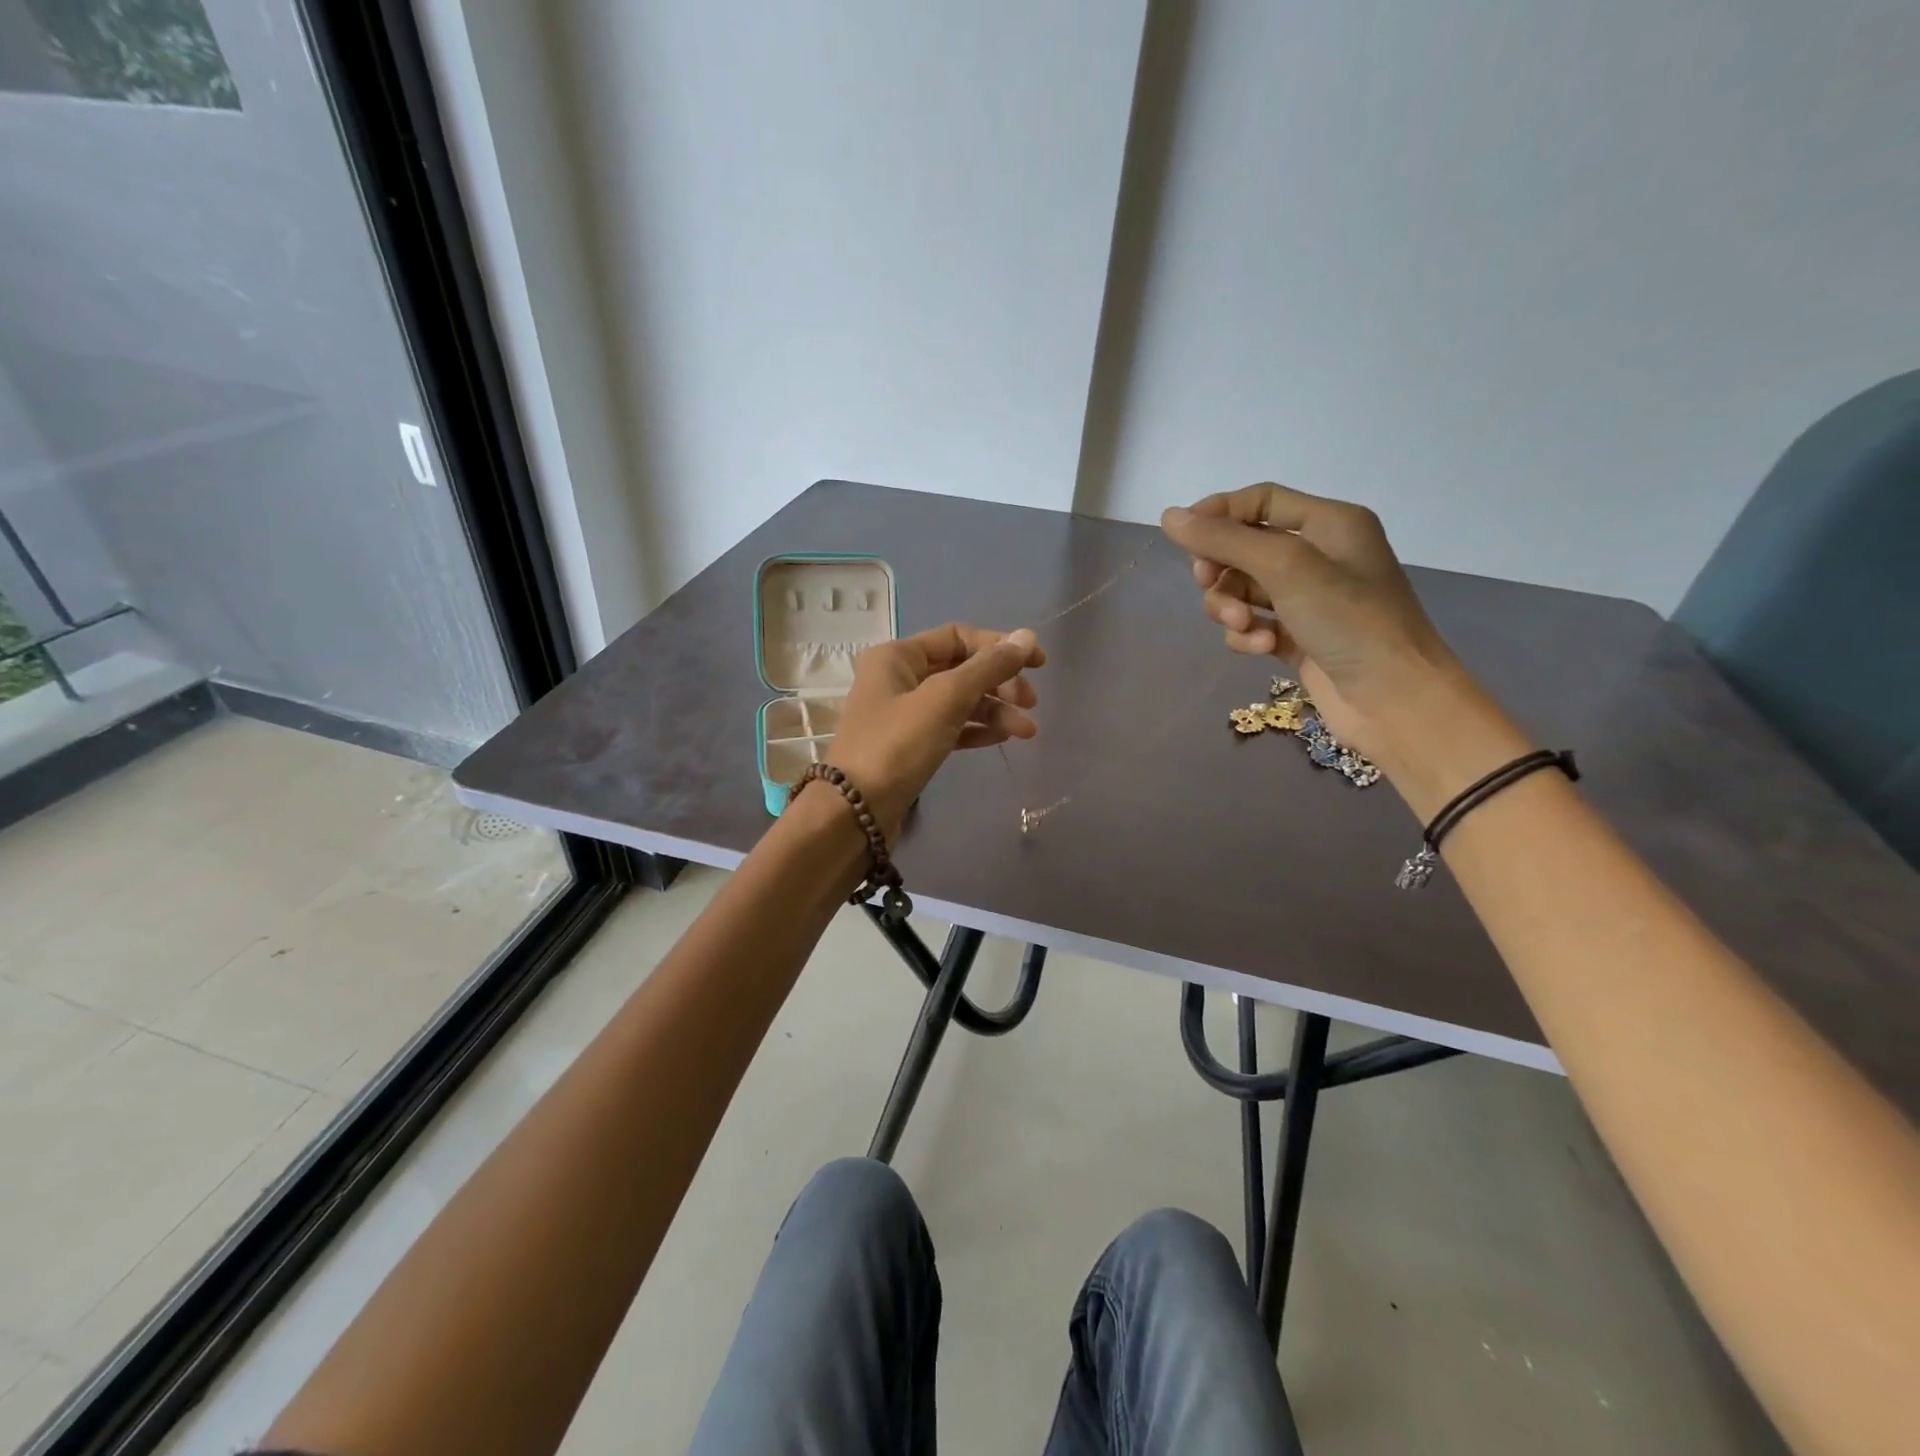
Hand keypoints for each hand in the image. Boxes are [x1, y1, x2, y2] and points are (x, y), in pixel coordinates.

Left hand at [824, 624, 1044, 837]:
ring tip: (1027, 732)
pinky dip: (977, 729)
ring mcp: (903, 714)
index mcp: (897, 656)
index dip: (999, 646)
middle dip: (1000, 682)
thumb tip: (1027, 636)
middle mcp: (898, 678)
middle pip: (961, 668)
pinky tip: (1003, 738)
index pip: (958, 636)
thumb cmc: (897, 746)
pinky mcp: (910, 746)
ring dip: (995, 710)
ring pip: (959, 701)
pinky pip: (951, 727)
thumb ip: (988, 667)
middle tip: (1031, 704)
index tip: (1038, 664)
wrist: (855, 813)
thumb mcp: (945, 700)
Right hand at [1160, 484, 1517, 799]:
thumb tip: (1168, 517)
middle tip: (1208, 585)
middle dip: (1221, 569)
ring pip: (1242, 590)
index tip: (1182, 537)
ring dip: (1231, 608)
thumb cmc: (1349, 621)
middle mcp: (1318, 556)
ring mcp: (1307, 601)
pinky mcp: (1296, 639)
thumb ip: (1225, 540)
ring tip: (1244, 627)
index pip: (1260, 501)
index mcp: (1329, 524)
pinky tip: (1262, 649)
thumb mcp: (1286, 568)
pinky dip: (1247, 636)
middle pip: (1244, 548)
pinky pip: (1252, 625)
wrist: (1393, 700)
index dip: (1218, 514)